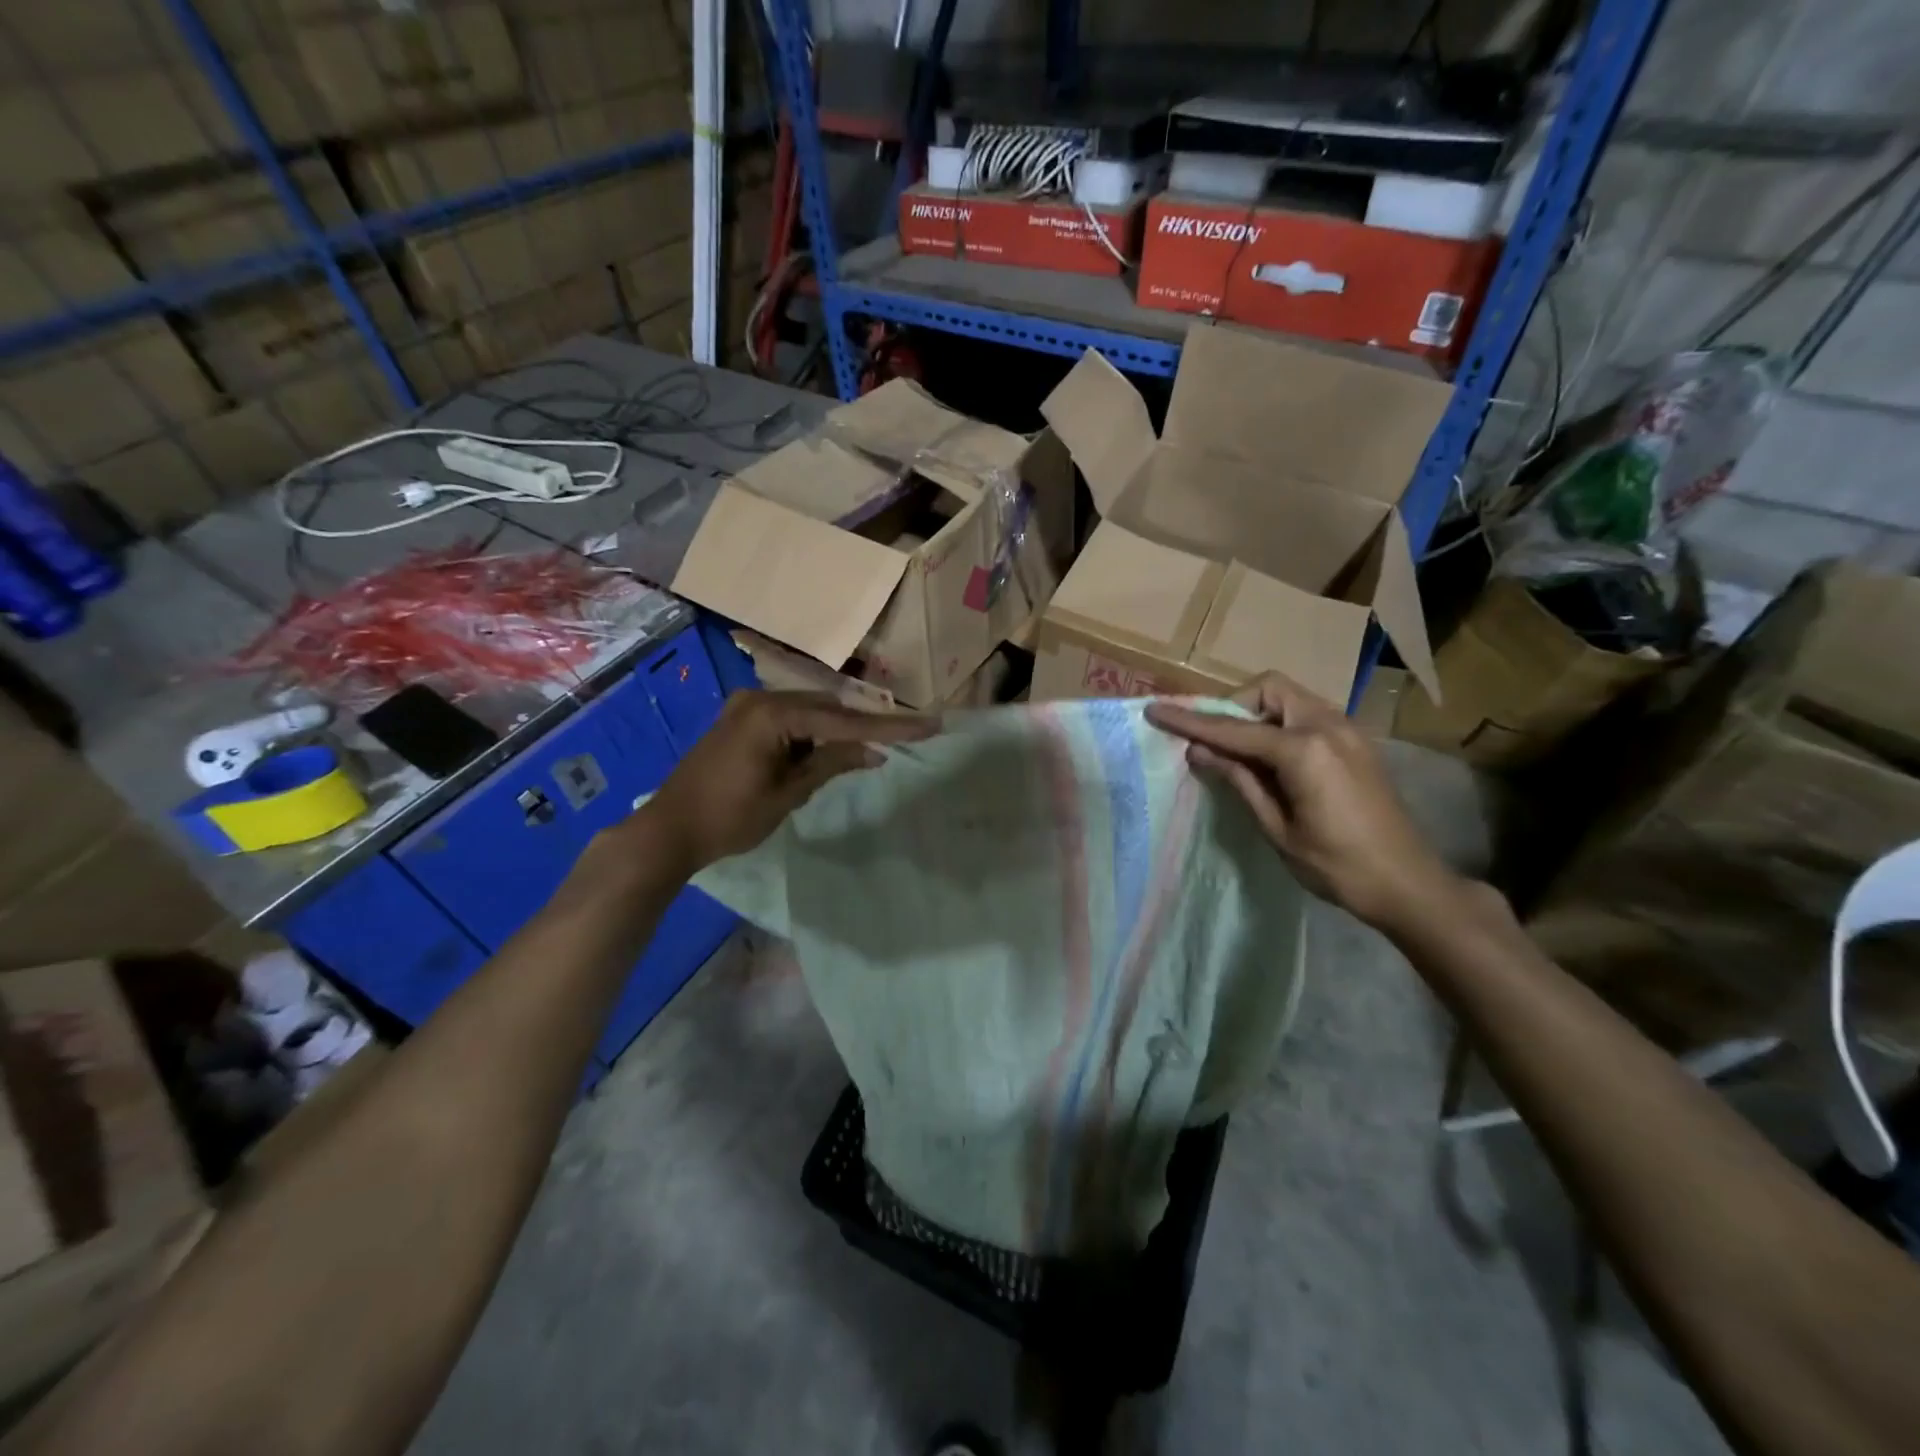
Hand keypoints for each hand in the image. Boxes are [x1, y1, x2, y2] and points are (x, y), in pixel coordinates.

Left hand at [640, 690, 934, 874]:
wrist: (668, 830)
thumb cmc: (728, 818)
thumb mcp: (788, 794)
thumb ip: (831, 764)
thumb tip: (875, 752)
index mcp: (772, 714)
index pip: (844, 721)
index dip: (889, 727)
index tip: (929, 725)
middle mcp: (760, 698)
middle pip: (829, 708)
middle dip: (864, 726)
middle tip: (906, 736)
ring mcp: (747, 706)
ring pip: (810, 711)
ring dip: (837, 731)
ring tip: (871, 748)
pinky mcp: (741, 719)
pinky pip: (790, 719)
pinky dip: (812, 734)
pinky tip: (827, 752)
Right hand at [1146, 674, 1458, 930]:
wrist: (1409, 884)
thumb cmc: (1338, 866)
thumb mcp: (1277, 828)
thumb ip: (1239, 780)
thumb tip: (1198, 751)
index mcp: (1305, 750)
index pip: (1233, 728)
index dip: (1190, 721)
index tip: (1155, 710)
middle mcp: (1328, 725)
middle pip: (1267, 689)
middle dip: (1233, 706)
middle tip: (1215, 742)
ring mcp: (1347, 730)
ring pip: (1288, 698)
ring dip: (1256, 714)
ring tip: (1240, 753)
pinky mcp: (1355, 742)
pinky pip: (1306, 715)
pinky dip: (1279, 725)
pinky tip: (1271, 760)